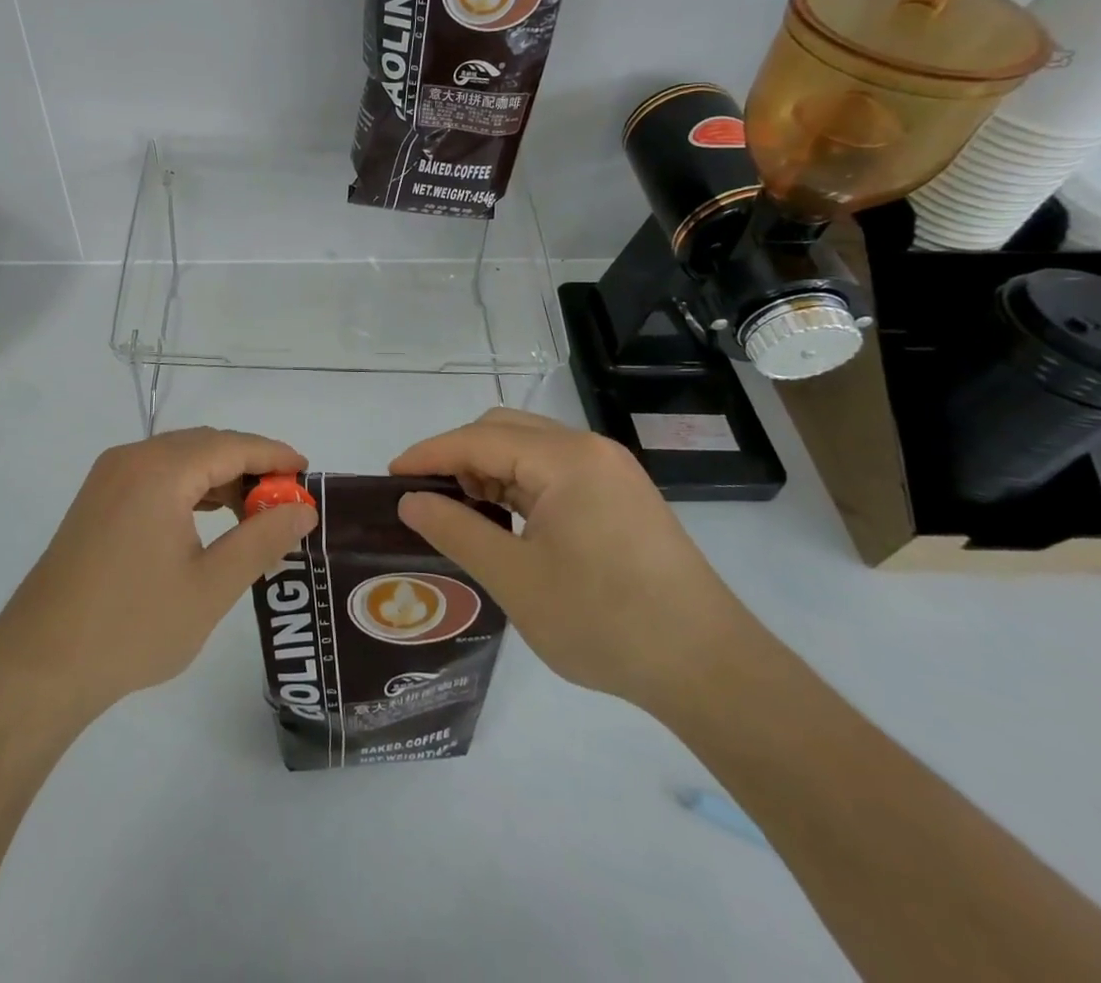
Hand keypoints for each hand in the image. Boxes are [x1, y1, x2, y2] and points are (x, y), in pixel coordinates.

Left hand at [0, 427, 317, 724]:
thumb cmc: (133, 626)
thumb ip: (261, 539)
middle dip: (248, 466)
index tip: (308, 472)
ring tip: (253, 513)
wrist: (40, 664)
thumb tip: (302, 509)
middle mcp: (131, 459)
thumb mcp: (211, 587)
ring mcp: (108, 478)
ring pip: (178, 459)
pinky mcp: (97, 500)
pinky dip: (188, 488)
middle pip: (204, 445)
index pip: (230, 445)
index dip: (273, 455)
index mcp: (159, 470)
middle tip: (285, 501)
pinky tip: (208, 518)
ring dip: (218, 477)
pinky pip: (154, 475)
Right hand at [390, 408, 749, 710]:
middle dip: (458, 457)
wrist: (711, 670)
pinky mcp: (622, 497)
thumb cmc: (605, 621)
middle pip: (504, 430)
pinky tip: (507, 520)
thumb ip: (455, 530)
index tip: (390, 477)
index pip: (477, 439)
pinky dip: (519, 485)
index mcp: (566, 459)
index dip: (429, 455)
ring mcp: (611, 472)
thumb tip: (410, 500)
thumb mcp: (515, 578)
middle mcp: (589, 450)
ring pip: (529, 449)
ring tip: (464, 513)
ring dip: (489, 470)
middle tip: (428, 498)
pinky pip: (554, 472)